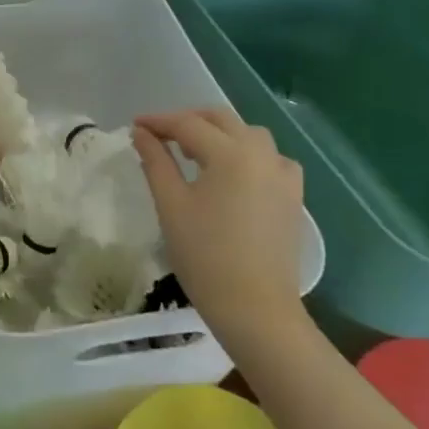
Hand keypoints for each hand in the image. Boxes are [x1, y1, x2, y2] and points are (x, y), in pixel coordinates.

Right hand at [133, 108, 308, 345]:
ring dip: (219, 134)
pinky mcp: (293, 196)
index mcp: (230, 153)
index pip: (188, 124)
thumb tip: (142, 133)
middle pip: (221, 120)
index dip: (158, 122)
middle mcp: (262, 154)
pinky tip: (232, 174)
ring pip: (248, 135)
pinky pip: (270, 159)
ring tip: (194, 153)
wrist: (255, 308)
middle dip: (189, 121)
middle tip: (160, 136)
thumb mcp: (171, 204)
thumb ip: (155, 160)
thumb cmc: (204, 255)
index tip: (135, 126)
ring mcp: (283, 175)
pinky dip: (247, 154)